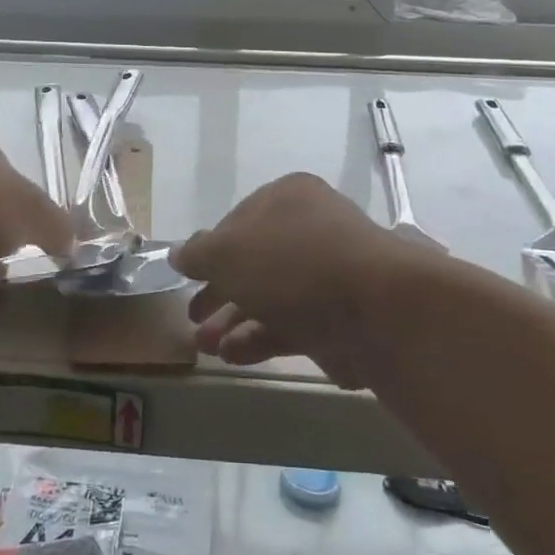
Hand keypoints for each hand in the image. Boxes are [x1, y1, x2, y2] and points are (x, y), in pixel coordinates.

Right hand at [171, 173, 437, 388]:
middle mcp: (310, 230)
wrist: (375, 309)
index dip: (210, 250)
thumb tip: (179, 253)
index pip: (238, 221)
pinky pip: (290, 323)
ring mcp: (327, 275)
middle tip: (192, 316)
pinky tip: (232, 356)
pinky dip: (259, 338)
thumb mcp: (227, 252)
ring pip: (269, 296)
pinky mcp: (338, 316)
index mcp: (287, 198)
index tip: (189, 277)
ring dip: (233, 321)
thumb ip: (198, 253)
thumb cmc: (292, 263)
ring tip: (205, 346)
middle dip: (219, 292)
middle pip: (253, 262)